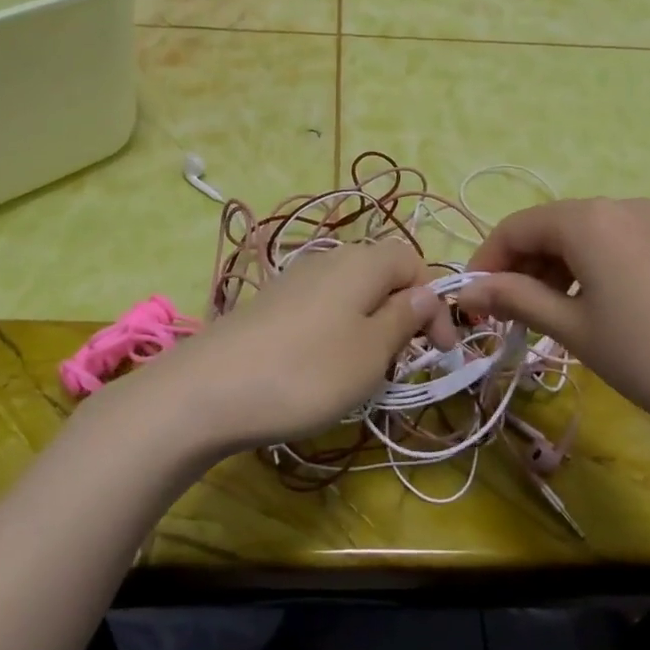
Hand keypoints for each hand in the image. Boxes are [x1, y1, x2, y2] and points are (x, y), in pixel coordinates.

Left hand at [113, 239, 452, 456]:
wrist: (208, 390)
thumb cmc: (307, 371)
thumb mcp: (371, 350)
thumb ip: (404, 317)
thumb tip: (427, 292)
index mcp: (362, 262)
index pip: (413, 260)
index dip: (433, 301)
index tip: (441, 351)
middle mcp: (329, 259)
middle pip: (381, 274)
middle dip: (402, 314)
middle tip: (403, 362)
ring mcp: (295, 280)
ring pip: (351, 294)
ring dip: (370, 326)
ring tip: (365, 370)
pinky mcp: (271, 305)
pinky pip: (321, 309)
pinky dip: (337, 332)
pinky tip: (323, 368)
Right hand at [456, 198, 649, 465]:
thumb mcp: (577, 331)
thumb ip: (518, 300)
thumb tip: (468, 289)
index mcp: (589, 219)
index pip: (515, 227)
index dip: (486, 262)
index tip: (472, 305)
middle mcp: (619, 206)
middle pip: (548, 228)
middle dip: (518, 269)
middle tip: (506, 319)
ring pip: (580, 238)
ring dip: (551, 272)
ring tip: (544, 321)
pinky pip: (612, 247)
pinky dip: (585, 272)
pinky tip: (587, 311)